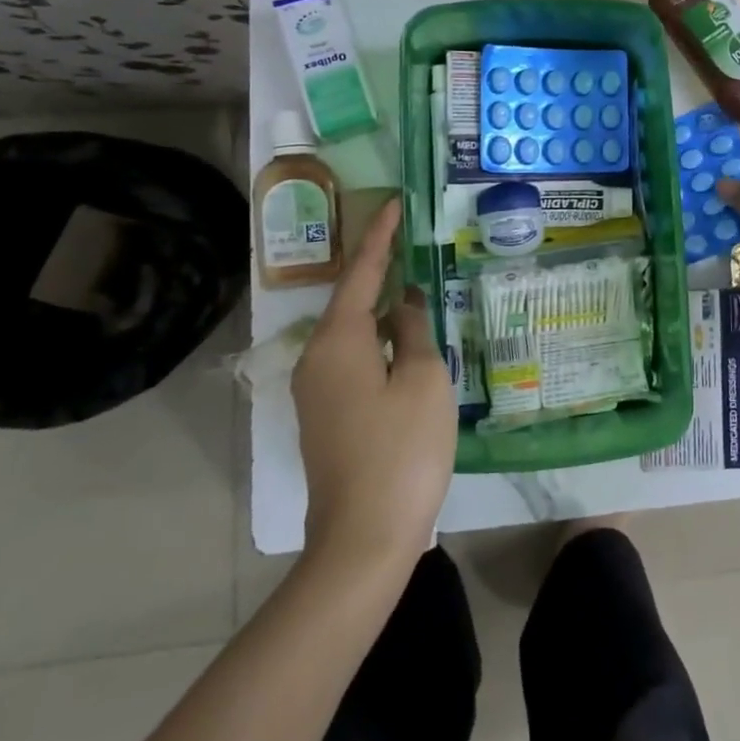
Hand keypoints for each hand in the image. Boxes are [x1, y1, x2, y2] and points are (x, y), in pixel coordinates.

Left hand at [290, 197, 455, 568]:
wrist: (365, 537)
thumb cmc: (402, 449)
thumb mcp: (423, 379)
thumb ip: (415, 329)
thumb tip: (407, 301)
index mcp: (338, 341)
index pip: (361, 273)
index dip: (380, 236)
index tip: (395, 203)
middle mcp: (316, 358)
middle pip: (351, 299)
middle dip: (379, 268)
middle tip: (410, 239)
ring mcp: (317, 390)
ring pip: (353, 331)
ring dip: (382, 305)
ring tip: (415, 283)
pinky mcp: (327, 415)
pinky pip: (353, 358)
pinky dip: (379, 338)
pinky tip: (406, 339)